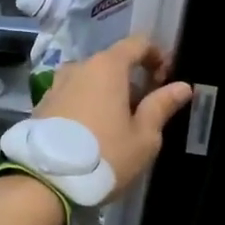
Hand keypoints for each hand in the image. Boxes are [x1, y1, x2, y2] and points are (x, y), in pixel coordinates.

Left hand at [36, 35, 192, 199]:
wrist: (45, 181)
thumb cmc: (105, 155)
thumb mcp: (143, 137)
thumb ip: (162, 106)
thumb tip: (183, 86)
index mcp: (107, 67)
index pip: (138, 43)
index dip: (157, 56)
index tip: (167, 79)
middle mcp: (79, 67)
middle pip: (112, 62)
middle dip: (133, 79)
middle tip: (146, 109)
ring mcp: (56, 85)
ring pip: (90, 80)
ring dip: (108, 93)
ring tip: (118, 124)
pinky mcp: (42, 104)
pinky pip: (73, 95)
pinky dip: (87, 104)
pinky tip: (93, 131)